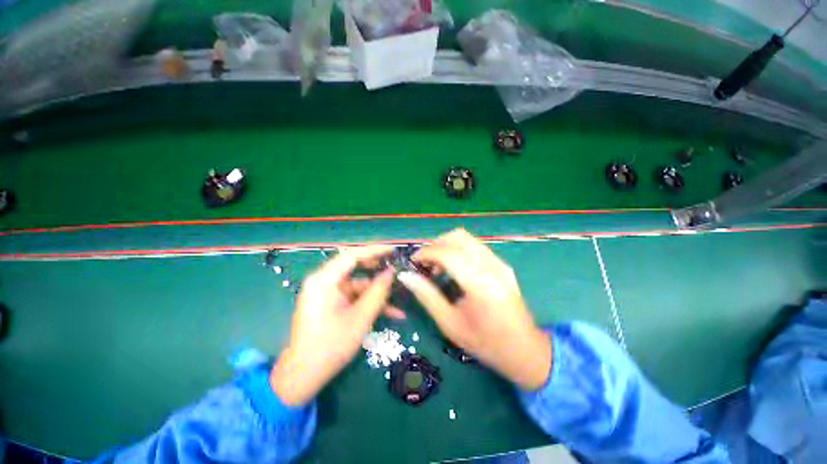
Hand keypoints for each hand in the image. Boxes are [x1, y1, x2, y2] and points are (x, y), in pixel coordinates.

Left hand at [270, 245, 395, 405]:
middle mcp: (323, 282)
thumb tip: (391, 272)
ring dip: (378, 293)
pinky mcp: (331, 303)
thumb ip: (377, 292)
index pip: (351, 255)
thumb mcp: (360, 319)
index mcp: (323, 281)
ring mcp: (327, 293)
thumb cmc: (329, 347)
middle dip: (377, 270)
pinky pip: (354, 297)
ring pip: (358, 285)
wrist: (303, 376)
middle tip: (396, 269)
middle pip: (354, 267)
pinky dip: (370, 303)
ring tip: (400, 299)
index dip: (374, 250)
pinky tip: (392, 313)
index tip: (393, 250)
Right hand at [398, 229, 551, 390]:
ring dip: (446, 245)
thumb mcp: (450, 324)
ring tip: (436, 266)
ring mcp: (499, 263)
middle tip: (424, 263)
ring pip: (467, 238)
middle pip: (458, 237)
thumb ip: (427, 296)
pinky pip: (474, 246)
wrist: (525, 350)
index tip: (412, 261)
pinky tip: (452, 268)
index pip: (448, 254)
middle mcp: (492, 266)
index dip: (426, 252)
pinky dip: (457, 249)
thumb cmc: (486, 343)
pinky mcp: (502, 264)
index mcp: (480, 284)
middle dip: (435, 244)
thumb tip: (406, 276)